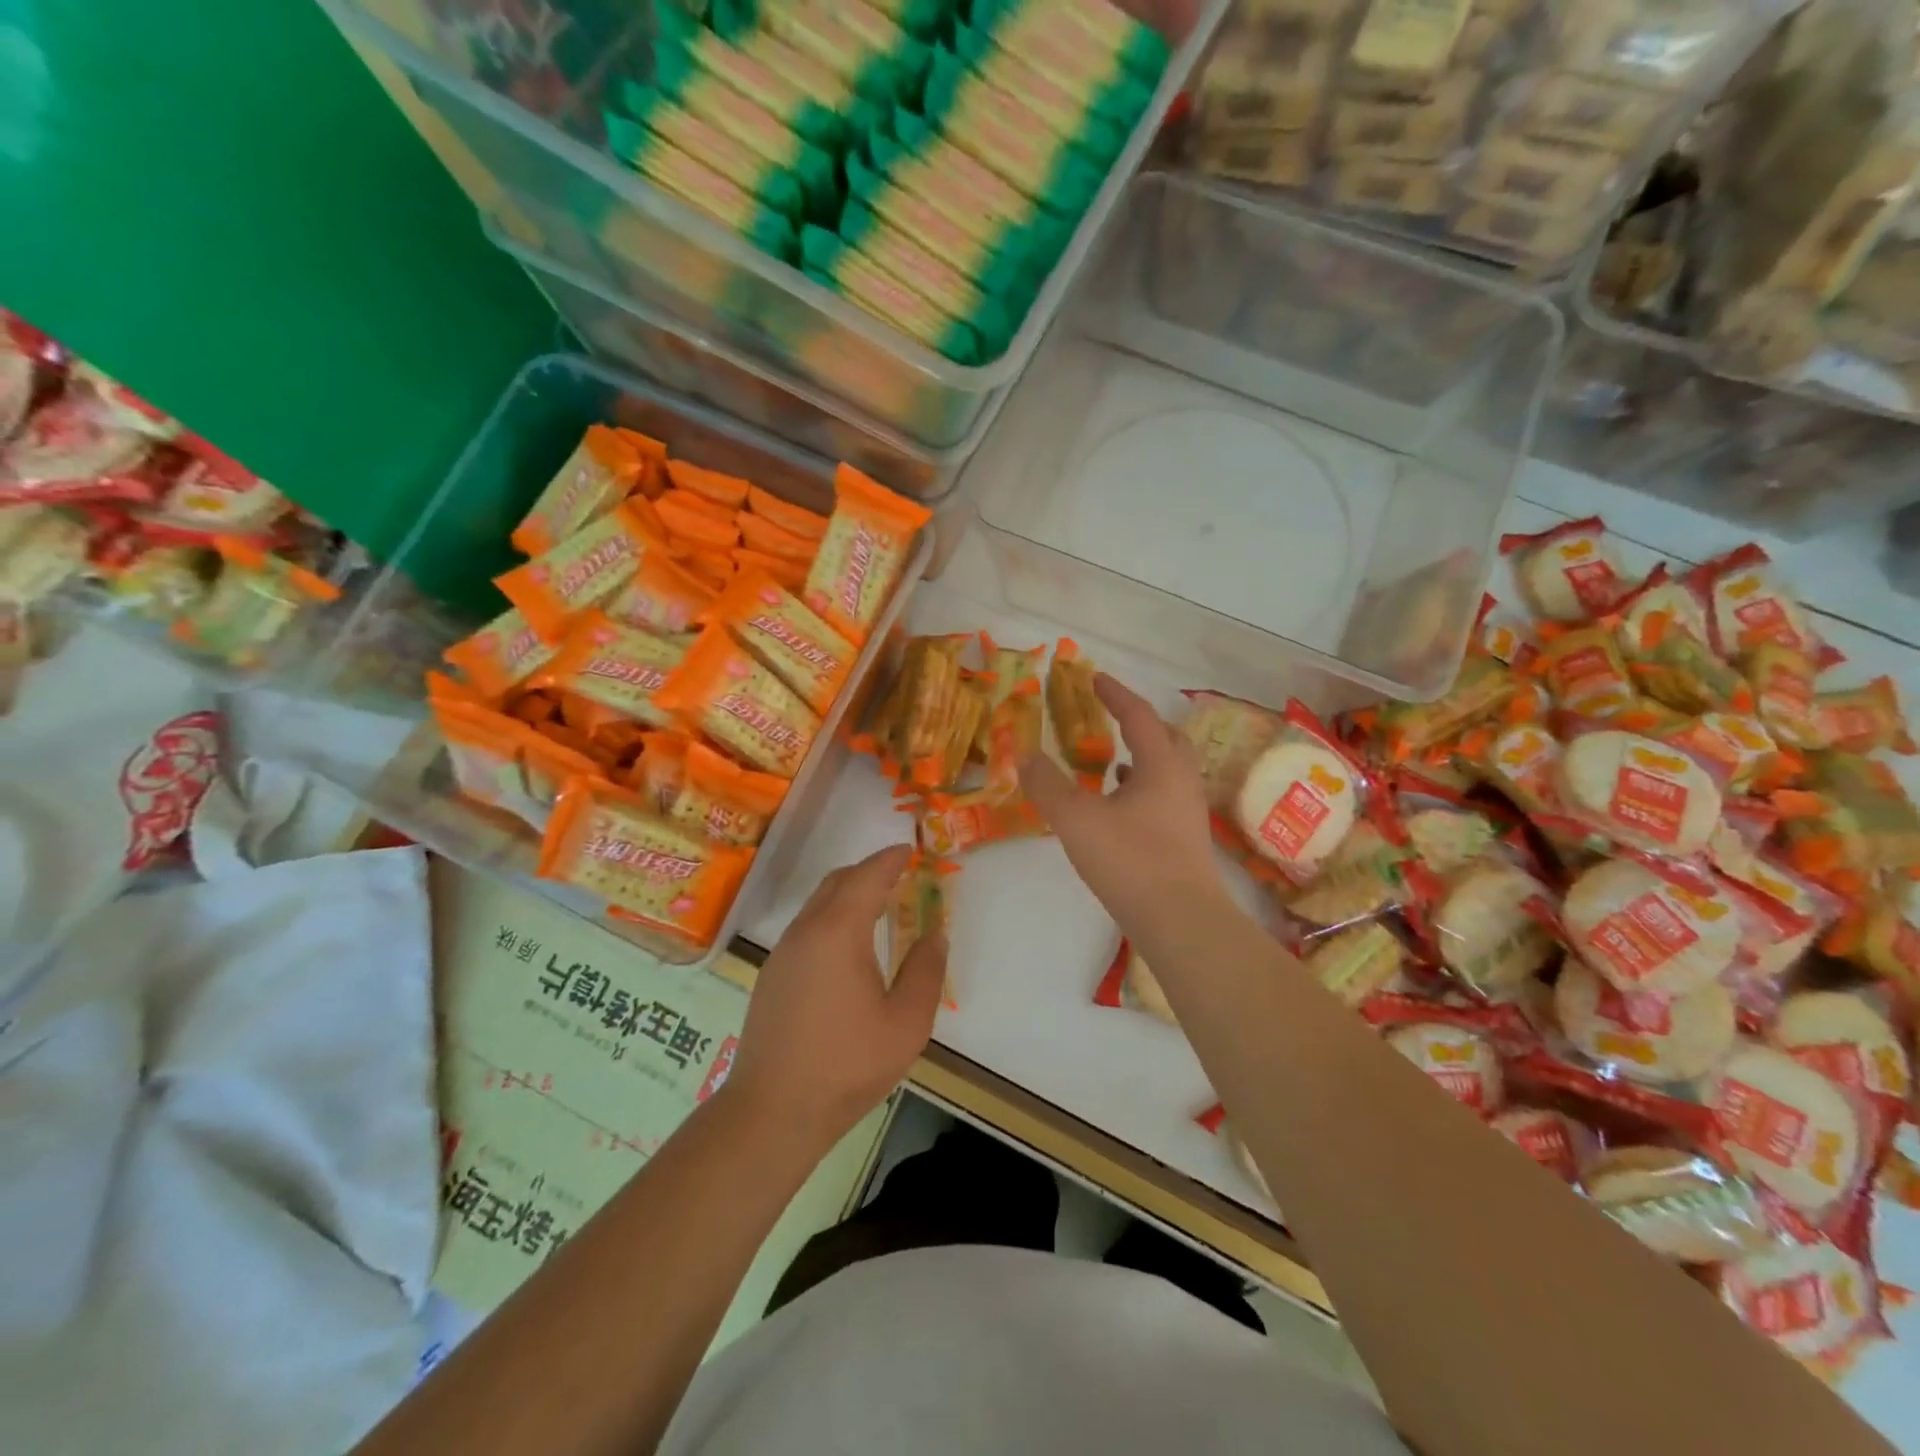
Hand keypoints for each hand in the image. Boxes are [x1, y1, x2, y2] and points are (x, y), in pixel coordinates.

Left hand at [726, 845, 945, 1148]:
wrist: (772, 1111)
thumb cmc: (847, 1064)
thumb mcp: (906, 1023)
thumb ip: (926, 971)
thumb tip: (935, 934)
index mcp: (838, 932)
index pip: (866, 877)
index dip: (889, 859)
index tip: (908, 849)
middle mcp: (805, 931)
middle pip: (837, 882)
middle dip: (868, 871)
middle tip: (898, 875)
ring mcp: (783, 953)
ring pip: (818, 904)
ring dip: (848, 895)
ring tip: (878, 908)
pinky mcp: (772, 976)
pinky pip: (806, 928)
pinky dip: (832, 918)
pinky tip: (848, 948)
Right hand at [1019, 673, 1228, 931]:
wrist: (1181, 921)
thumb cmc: (1130, 860)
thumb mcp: (1076, 820)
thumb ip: (1047, 785)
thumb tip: (1024, 754)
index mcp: (1160, 765)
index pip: (1138, 716)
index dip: (1115, 694)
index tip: (1094, 678)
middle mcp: (1181, 782)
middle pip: (1166, 738)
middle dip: (1139, 723)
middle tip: (1112, 718)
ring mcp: (1188, 813)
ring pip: (1168, 770)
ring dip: (1142, 758)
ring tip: (1112, 762)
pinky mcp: (1185, 841)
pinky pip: (1165, 798)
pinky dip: (1142, 789)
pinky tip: (1120, 809)